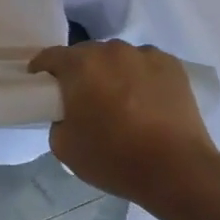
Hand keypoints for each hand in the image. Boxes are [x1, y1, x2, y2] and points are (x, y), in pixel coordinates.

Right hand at [30, 42, 219, 209]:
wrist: (177, 170)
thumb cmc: (115, 158)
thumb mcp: (64, 147)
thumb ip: (57, 120)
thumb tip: (68, 113)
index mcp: (81, 65)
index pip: (50, 56)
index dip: (42, 70)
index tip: (41, 85)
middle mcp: (111, 50)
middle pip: (86, 55)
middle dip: (80, 72)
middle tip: (83, 99)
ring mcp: (145, 54)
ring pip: (118, 58)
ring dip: (112, 73)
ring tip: (120, 101)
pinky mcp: (172, 65)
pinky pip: (145, 65)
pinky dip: (140, 77)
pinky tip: (146, 102)